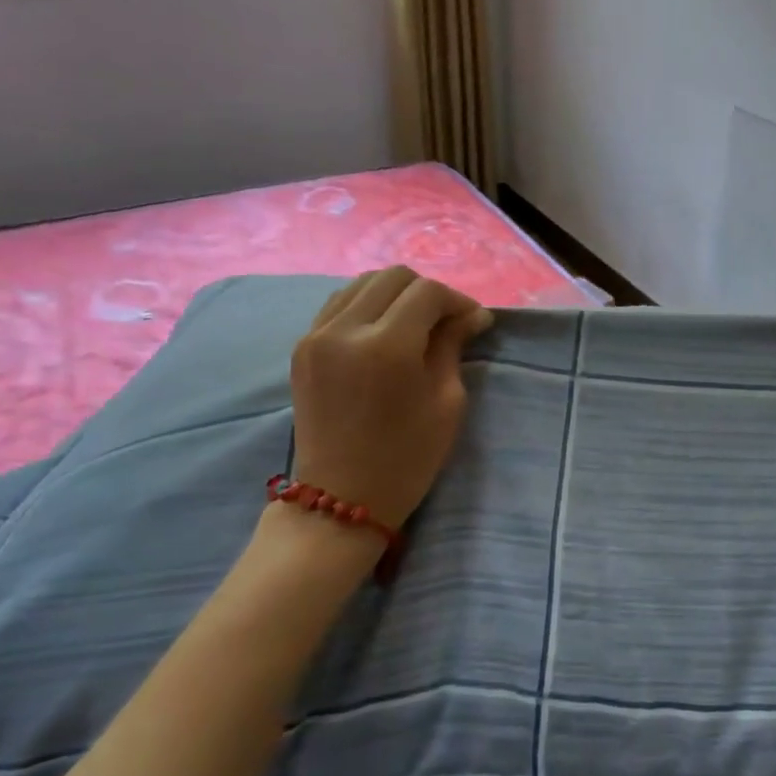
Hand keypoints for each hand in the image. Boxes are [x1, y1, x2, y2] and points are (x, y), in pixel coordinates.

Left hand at [288, 267, 493, 527]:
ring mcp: (316, 335)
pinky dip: (366, 305)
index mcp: (387, 346)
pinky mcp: (302, 347)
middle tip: (446, 321)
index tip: (473, 321)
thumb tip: (470, 314)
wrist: (341, 499)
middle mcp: (345, 329)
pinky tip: (382, 332)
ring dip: (395, 294)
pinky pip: (338, 304)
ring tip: (414, 324)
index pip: (427, 292)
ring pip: (362, 283)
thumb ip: (452, 346)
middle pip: (393, 276)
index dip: (457, 300)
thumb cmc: (407, 458)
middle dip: (427, 291)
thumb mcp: (447, 402)